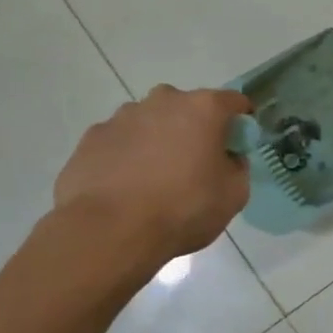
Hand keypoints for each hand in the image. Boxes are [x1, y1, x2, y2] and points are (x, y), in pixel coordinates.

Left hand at [52, 85, 251, 272]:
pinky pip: (120, 141)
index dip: (241, 120)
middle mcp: (163, 101)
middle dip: (195, 128)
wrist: (109, 232)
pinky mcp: (92, 138)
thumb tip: (226, 158)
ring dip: (158, 140)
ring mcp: (122, 117)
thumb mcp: (234, 194)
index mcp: (203, 109)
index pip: (234, 101)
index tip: (239, 142)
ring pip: (150, 121)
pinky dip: (128, 155)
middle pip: (187, 107)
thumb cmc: (183, 209)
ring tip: (155, 179)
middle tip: (196, 162)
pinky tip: (127, 186)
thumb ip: (237, 167)